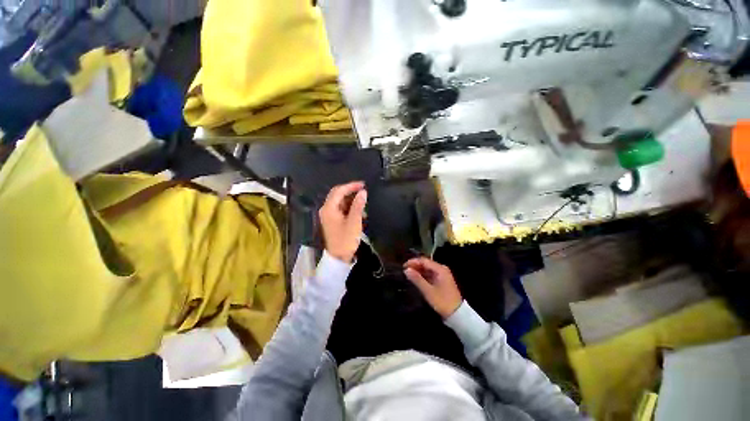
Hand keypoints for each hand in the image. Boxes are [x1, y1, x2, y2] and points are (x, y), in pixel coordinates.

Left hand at [319, 182, 367, 262]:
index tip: (363, 185)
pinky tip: (359, 211)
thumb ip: (358, 205)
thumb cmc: (346, 239)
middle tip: (363, 190)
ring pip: (340, 201)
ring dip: (351, 200)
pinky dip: (350, 207)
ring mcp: (329, 215)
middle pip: (338, 194)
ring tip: (363, 202)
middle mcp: (326, 209)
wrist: (339, 257)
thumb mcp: (354, 221)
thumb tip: (363, 192)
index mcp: (329, 208)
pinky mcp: (332, 220)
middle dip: (350, 191)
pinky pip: (341, 209)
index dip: (351, 186)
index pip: (339, 191)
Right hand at [404, 257, 462, 318]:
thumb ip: (417, 279)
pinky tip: (416, 279)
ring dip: (418, 271)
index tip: (403, 266)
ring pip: (428, 269)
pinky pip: (430, 274)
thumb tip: (406, 270)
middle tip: (404, 271)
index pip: (424, 260)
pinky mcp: (442, 281)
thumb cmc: (442, 301)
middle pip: (426, 263)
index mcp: (440, 269)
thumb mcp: (428, 291)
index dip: (413, 262)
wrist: (457, 314)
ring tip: (408, 275)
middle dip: (415, 266)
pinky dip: (423, 275)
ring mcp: (443, 275)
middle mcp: (442, 269)